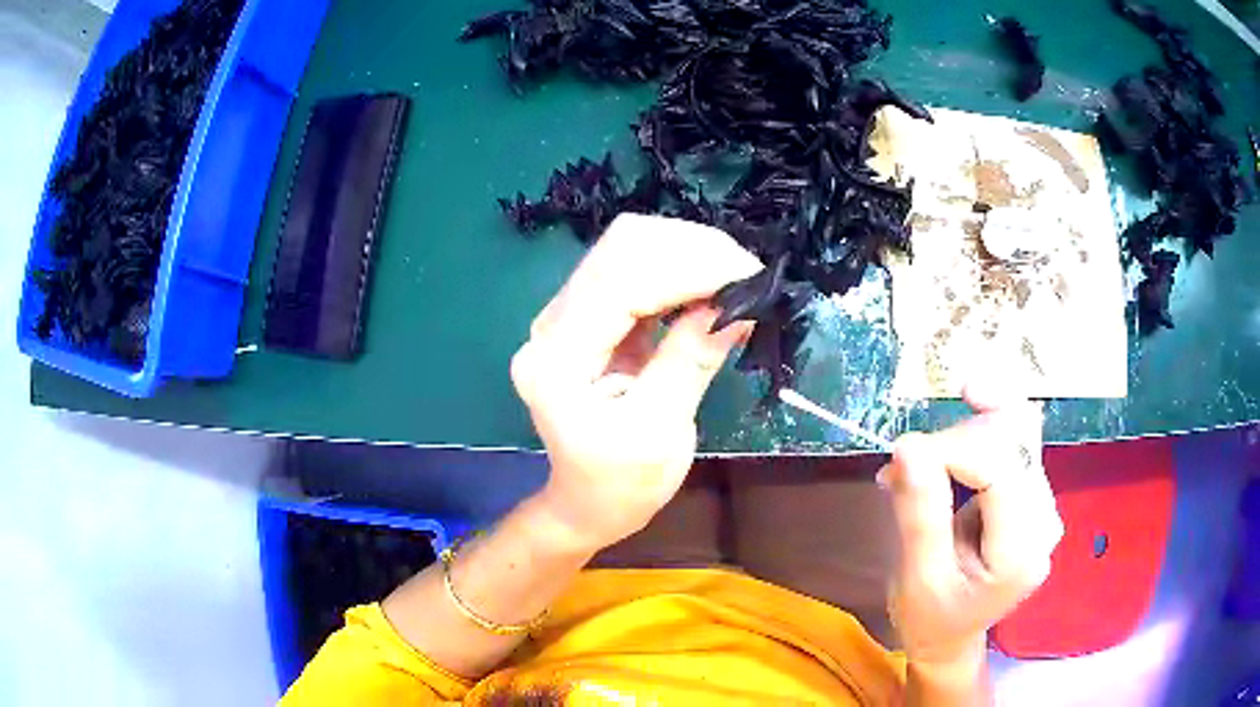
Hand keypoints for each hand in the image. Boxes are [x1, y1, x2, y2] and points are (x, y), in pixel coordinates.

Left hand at [511, 214, 761, 552]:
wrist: (587, 504)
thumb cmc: (620, 484)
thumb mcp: (660, 430)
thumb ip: (692, 359)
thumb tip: (740, 304)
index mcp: (557, 360)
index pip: (619, 283)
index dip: (687, 267)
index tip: (748, 274)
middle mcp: (550, 326)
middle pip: (619, 250)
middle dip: (690, 249)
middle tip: (747, 273)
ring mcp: (565, 317)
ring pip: (627, 251)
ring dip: (687, 253)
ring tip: (736, 277)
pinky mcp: (588, 317)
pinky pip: (633, 272)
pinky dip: (678, 271)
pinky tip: (712, 286)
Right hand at [883, 384, 1063, 666]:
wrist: (950, 636)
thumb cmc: (930, 617)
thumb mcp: (917, 578)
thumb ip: (919, 513)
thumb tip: (907, 444)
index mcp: (1020, 553)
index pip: (998, 467)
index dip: (950, 448)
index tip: (901, 460)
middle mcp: (1045, 520)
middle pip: (1009, 442)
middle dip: (953, 441)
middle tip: (905, 467)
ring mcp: (1044, 503)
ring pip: (1013, 429)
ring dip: (963, 432)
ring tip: (922, 460)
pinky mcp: (1035, 492)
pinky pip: (1015, 436)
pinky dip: (982, 425)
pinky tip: (962, 422)